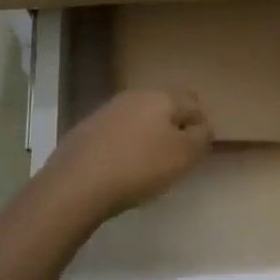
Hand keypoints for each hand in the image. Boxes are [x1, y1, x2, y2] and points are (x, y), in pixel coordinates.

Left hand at [47, 89, 213, 216]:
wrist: (76, 183)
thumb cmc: (139, 167)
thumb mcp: (183, 156)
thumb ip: (201, 138)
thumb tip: (203, 127)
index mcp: (162, 97)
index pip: (193, 103)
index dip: (201, 125)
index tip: (199, 150)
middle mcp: (135, 95)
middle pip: (165, 107)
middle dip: (174, 126)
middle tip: (176, 156)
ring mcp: (108, 110)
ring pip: (139, 117)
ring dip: (148, 134)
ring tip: (149, 164)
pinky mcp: (87, 128)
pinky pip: (117, 132)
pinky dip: (125, 145)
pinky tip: (122, 166)